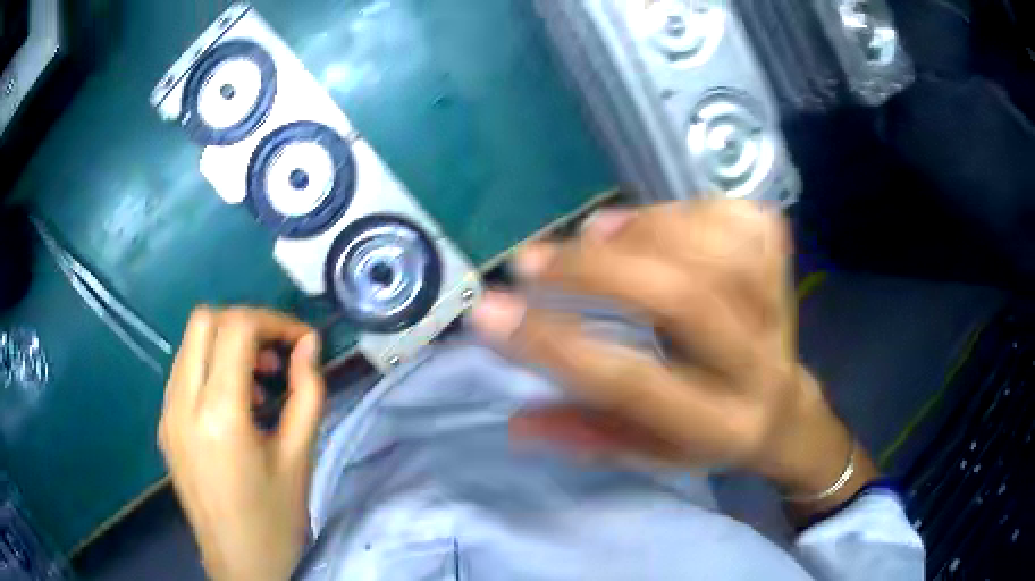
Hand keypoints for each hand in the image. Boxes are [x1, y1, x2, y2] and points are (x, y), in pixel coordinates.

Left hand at [159, 307, 324, 580]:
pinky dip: (211, 367)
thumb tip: (309, 345)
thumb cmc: (274, 519)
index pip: (236, 328)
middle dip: (246, 324)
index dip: (274, 322)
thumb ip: (307, 393)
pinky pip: (184, 371)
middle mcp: (182, 403)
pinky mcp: (164, 424)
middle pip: (204, 320)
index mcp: (218, 414)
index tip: (302, 342)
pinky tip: (235, 406)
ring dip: (226, 344)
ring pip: (190, 342)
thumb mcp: (300, 458)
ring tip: (258, 385)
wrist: (237, 563)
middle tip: (276, 357)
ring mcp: (167, 412)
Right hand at [473, 201, 876, 510]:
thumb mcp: (648, 452)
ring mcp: (780, 310)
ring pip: (715, 248)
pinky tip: (656, 221)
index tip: (487, 312)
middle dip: (594, 272)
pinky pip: (744, 220)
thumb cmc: (707, 436)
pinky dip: (692, 208)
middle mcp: (756, 365)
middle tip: (531, 261)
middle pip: (682, 299)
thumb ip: (585, 436)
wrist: (783, 412)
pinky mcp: (785, 271)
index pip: (632, 383)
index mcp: (718, 426)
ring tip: (593, 232)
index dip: (553, 345)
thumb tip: (515, 420)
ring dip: (641, 230)